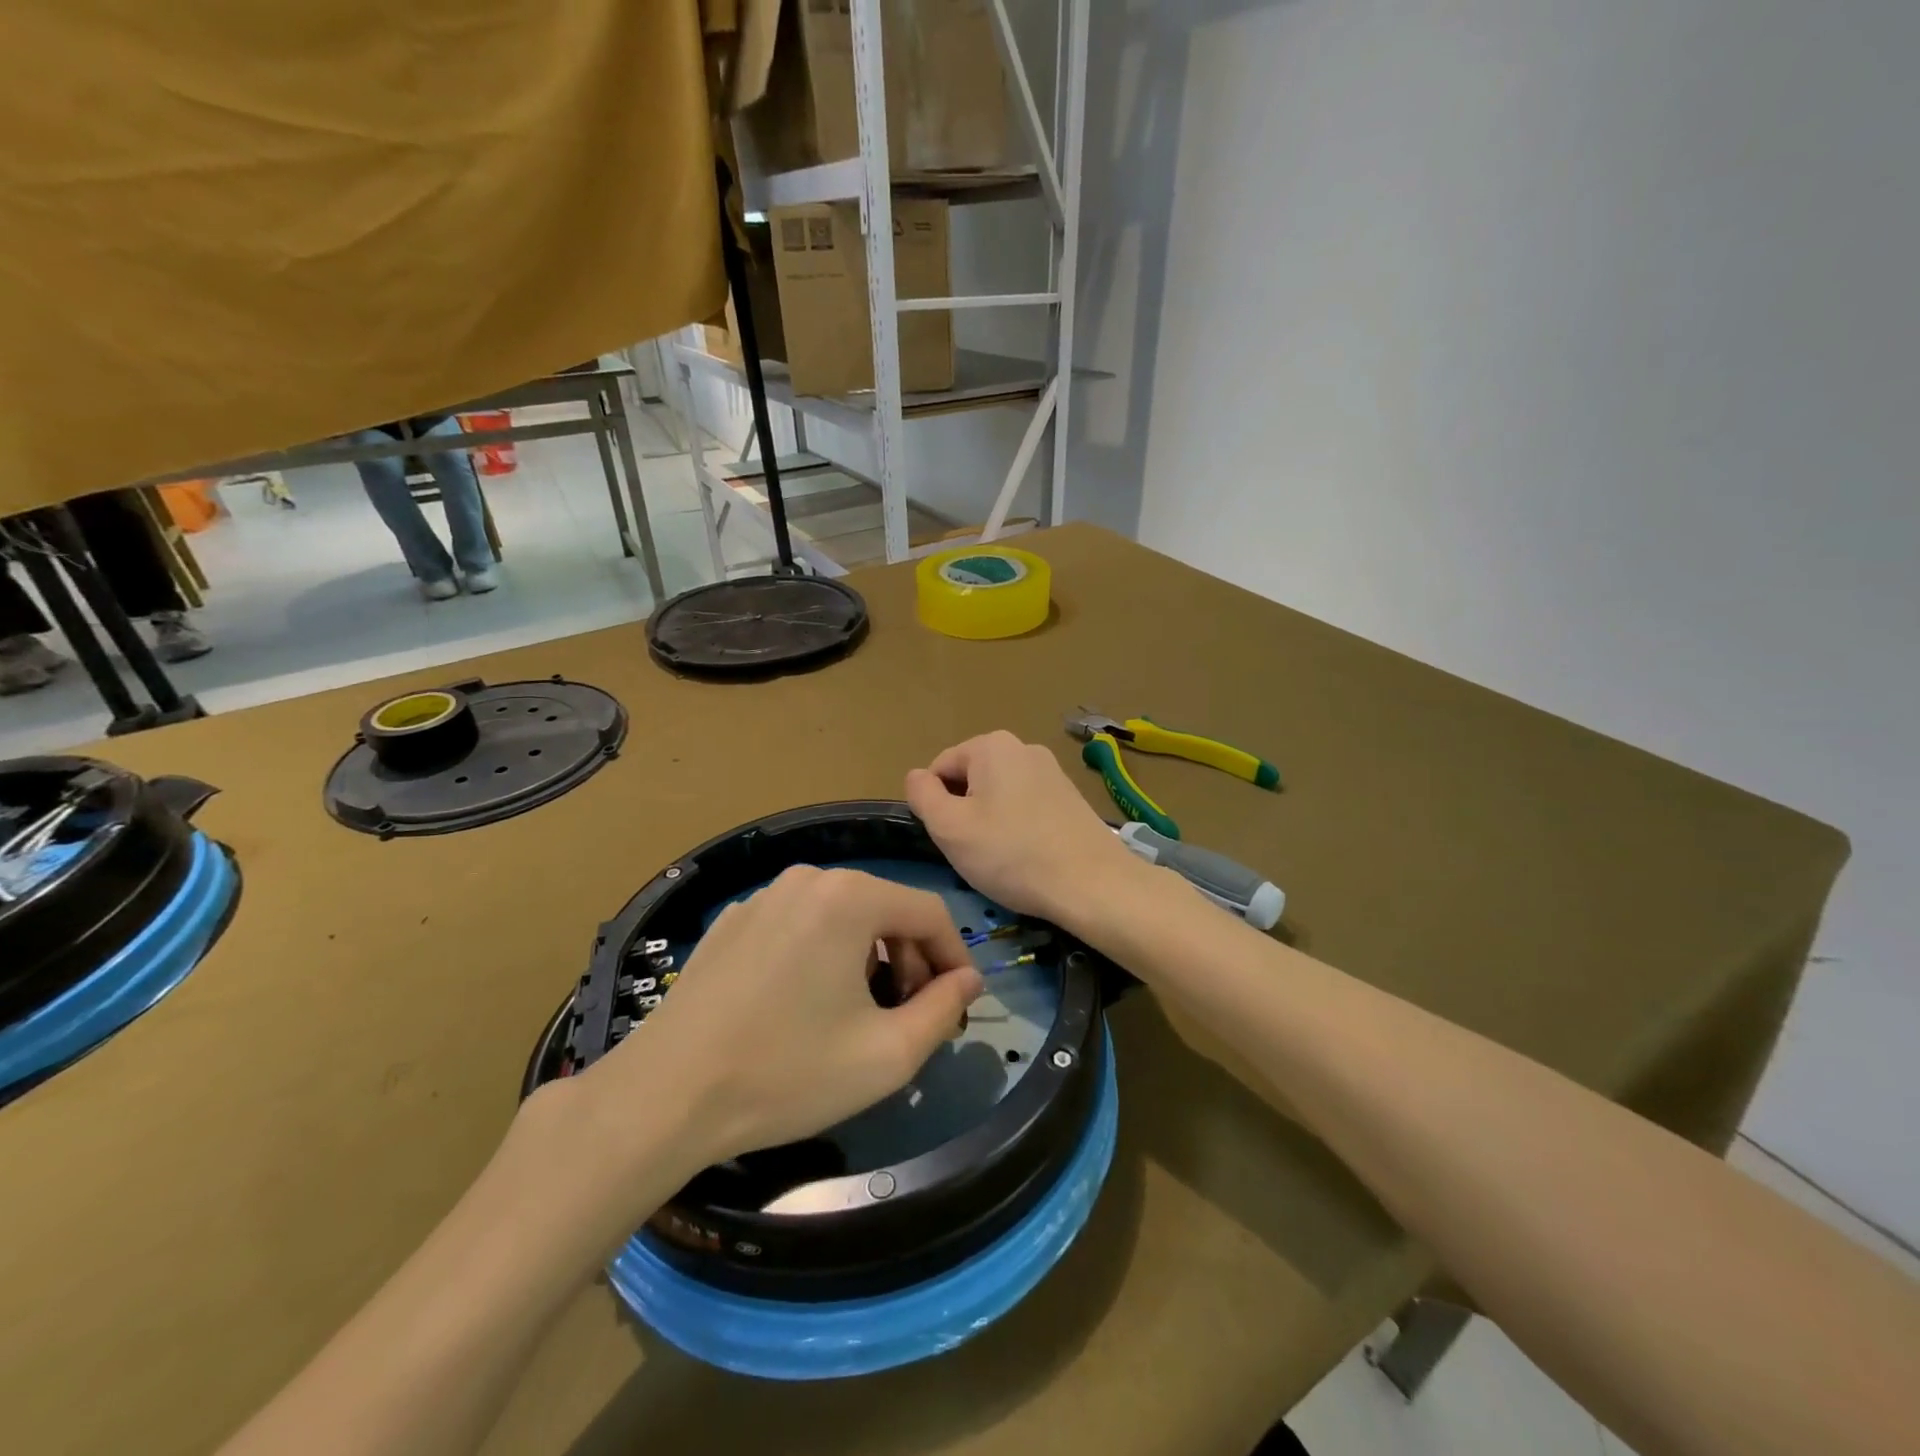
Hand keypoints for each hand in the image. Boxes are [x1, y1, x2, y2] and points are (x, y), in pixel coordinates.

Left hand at [580, 867, 982, 1167]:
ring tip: (859, 1014)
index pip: (928, 911)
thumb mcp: (886, 1054)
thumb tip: (968, 979)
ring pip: (842, 916)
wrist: (664, 1096)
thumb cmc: (786, 1072)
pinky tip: (804, 1006)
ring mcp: (764, 896)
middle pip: (885, 909)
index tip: (957, 1003)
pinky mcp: (733, 921)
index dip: (954, 957)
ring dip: (868, 958)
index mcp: (850, 896)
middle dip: (910, 959)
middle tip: (908, 1017)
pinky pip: (800, 925)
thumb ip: (944, 1009)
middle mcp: (808, 879)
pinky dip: (822, 954)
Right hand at [906, 731, 1141, 925]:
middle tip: (973, 851)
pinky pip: (1026, 806)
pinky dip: (1018, 827)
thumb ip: (922, 795)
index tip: (949, 840)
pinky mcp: (1070, 796)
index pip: (939, 768)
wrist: (1092, 883)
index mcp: (991, 745)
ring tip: (1002, 858)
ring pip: (998, 794)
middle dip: (964, 812)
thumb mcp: (950, 828)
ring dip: (990, 822)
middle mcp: (1023, 747)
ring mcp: (1051, 770)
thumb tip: (916, 777)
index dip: (934, 806)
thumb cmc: (1011, 854)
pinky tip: (1027, 857)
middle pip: (970, 779)